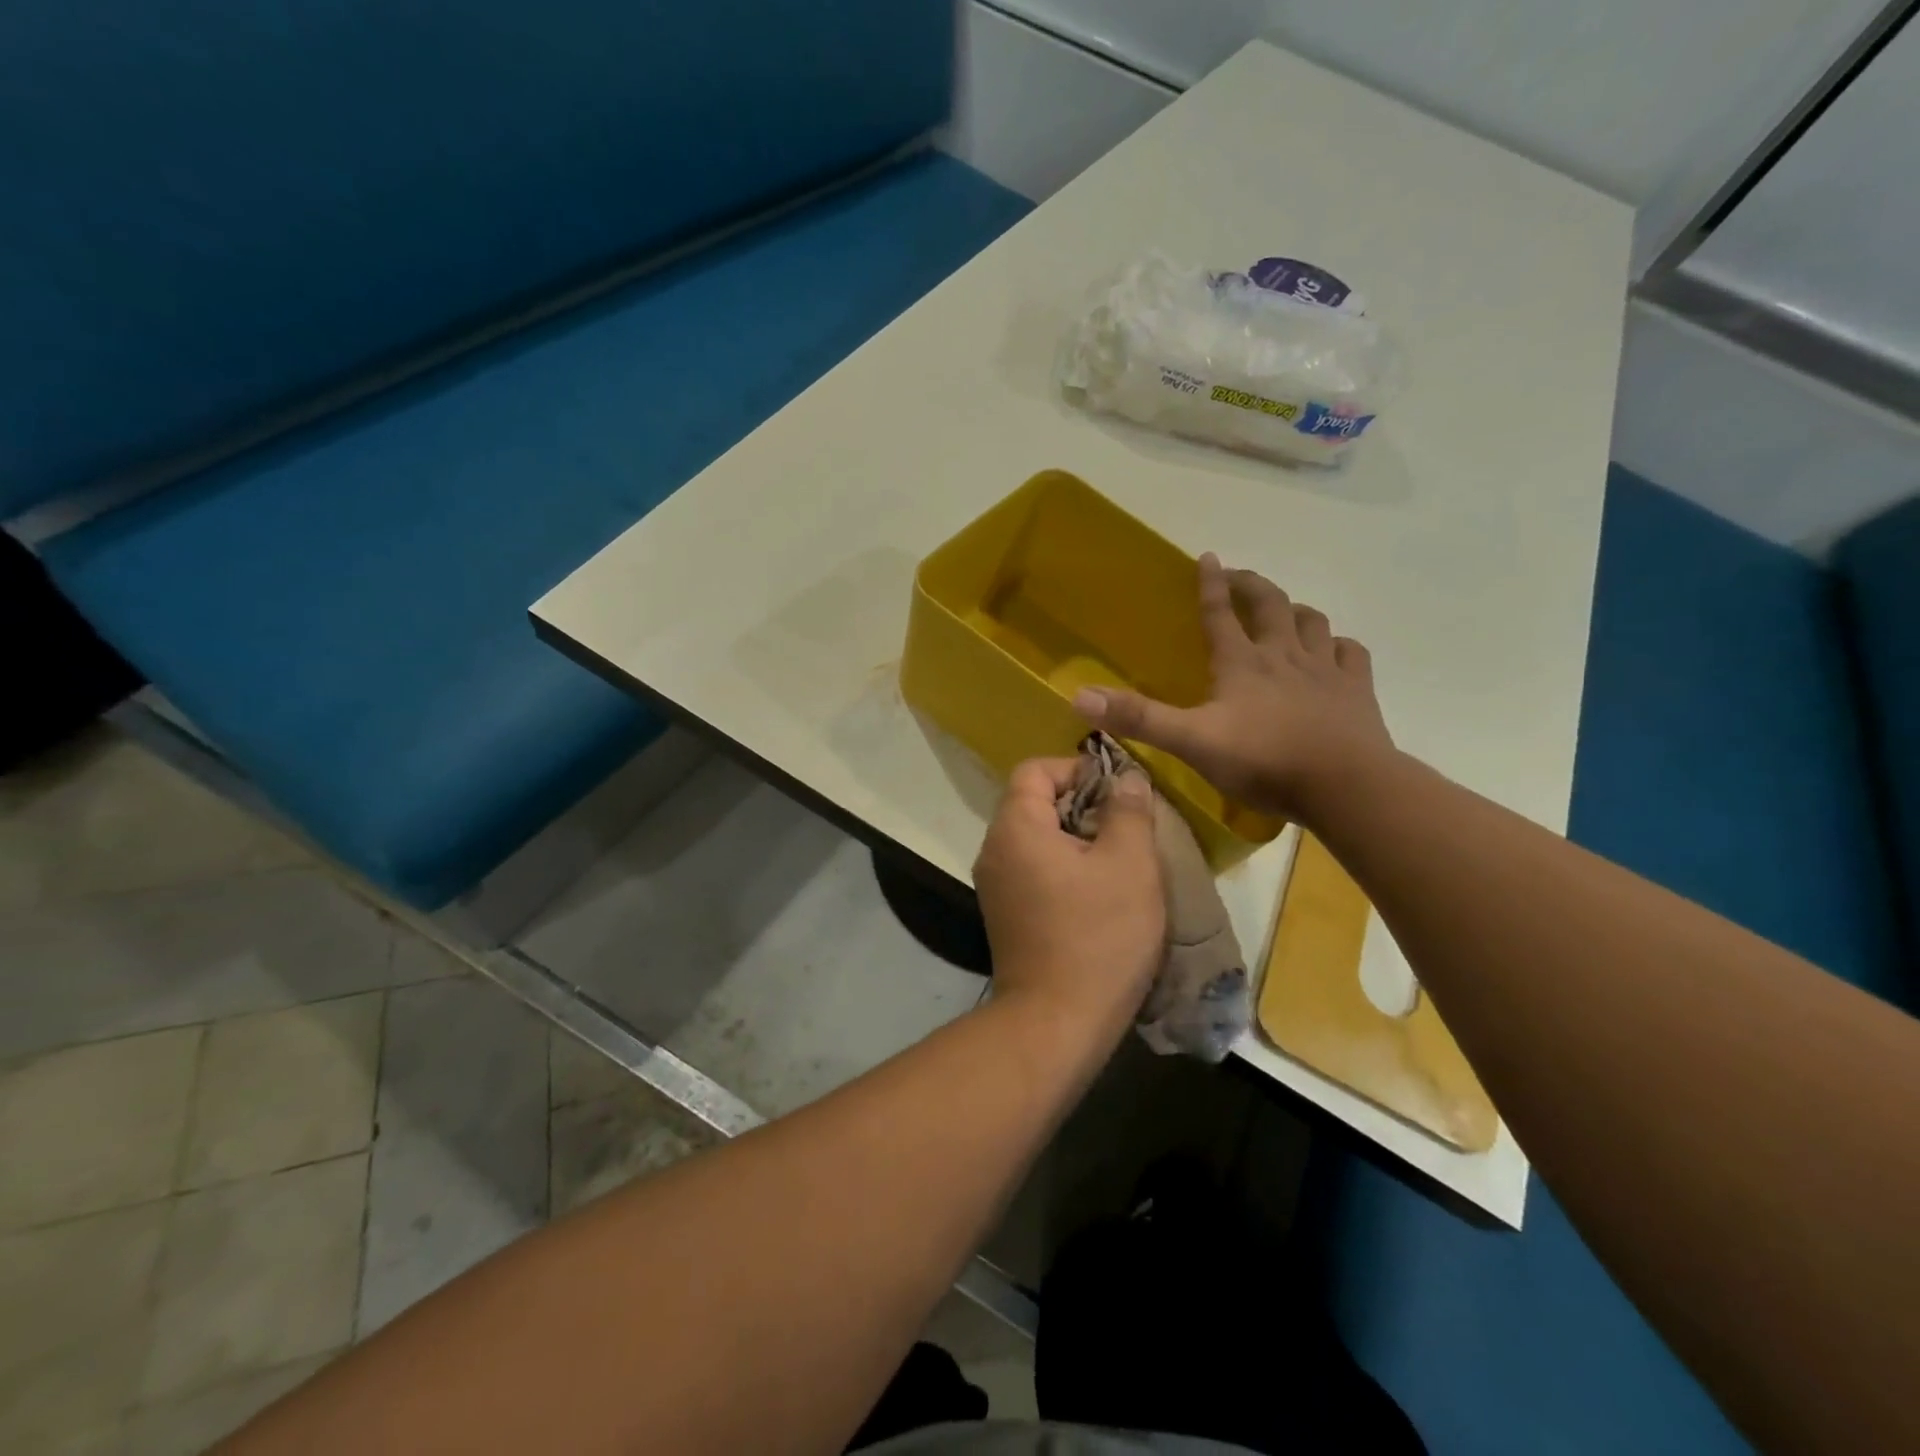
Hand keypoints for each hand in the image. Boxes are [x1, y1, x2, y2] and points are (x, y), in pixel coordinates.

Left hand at [974, 758, 1164, 1037]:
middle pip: (1034, 803)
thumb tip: (1126, 776)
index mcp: (1014, 827)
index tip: (1118, 791)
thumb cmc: (1098, 936)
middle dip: (1083, 805)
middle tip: (1127, 827)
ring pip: (1037, 839)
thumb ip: (1128, 810)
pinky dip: (1064, 868)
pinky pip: (1034, 870)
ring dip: (1077, 840)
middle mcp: (993, 850)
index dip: (1077, 768)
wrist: (1057, 1022)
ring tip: (1120, 860)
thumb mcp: (1129, 864)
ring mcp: (995, 885)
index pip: (1035, 769)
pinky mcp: (1005, 914)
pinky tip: (1099, 893)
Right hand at [1073, 553, 1394, 824]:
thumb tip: (1079, 695)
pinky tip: (1334, 650)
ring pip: (1312, 622)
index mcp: (1241, 663)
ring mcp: (1324, 669)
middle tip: (1240, 577)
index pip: (1219, 613)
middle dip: (1253, 585)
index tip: (1207, 557)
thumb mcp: (1190, 741)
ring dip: (1295, 610)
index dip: (1210, 584)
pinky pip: (1350, 653)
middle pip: (1270, 604)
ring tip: (1286, 610)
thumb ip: (1139, 718)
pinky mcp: (1356, 690)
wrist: (1344, 785)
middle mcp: (1283, 655)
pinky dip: (1338, 645)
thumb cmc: (1263, 760)